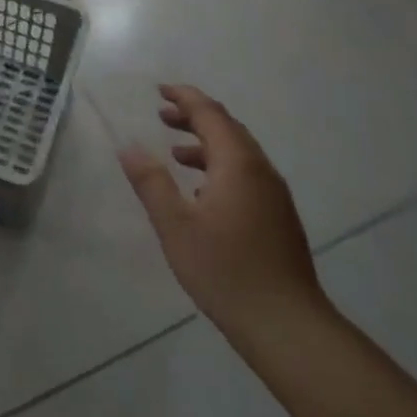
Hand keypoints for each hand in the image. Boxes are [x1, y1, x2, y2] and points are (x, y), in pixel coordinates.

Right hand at [119, 84, 324, 342]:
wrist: (287, 325)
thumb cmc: (225, 270)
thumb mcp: (175, 225)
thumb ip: (151, 182)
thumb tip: (129, 147)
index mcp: (237, 164)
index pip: (210, 114)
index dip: (184, 97)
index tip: (160, 90)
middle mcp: (260, 171)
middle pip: (228, 128)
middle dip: (194, 117)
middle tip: (162, 115)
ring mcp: (274, 195)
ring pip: (239, 153)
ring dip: (206, 142)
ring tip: (175, 151)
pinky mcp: (278, 217)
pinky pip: (246, 174)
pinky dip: (220, 166)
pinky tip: (200, 192)